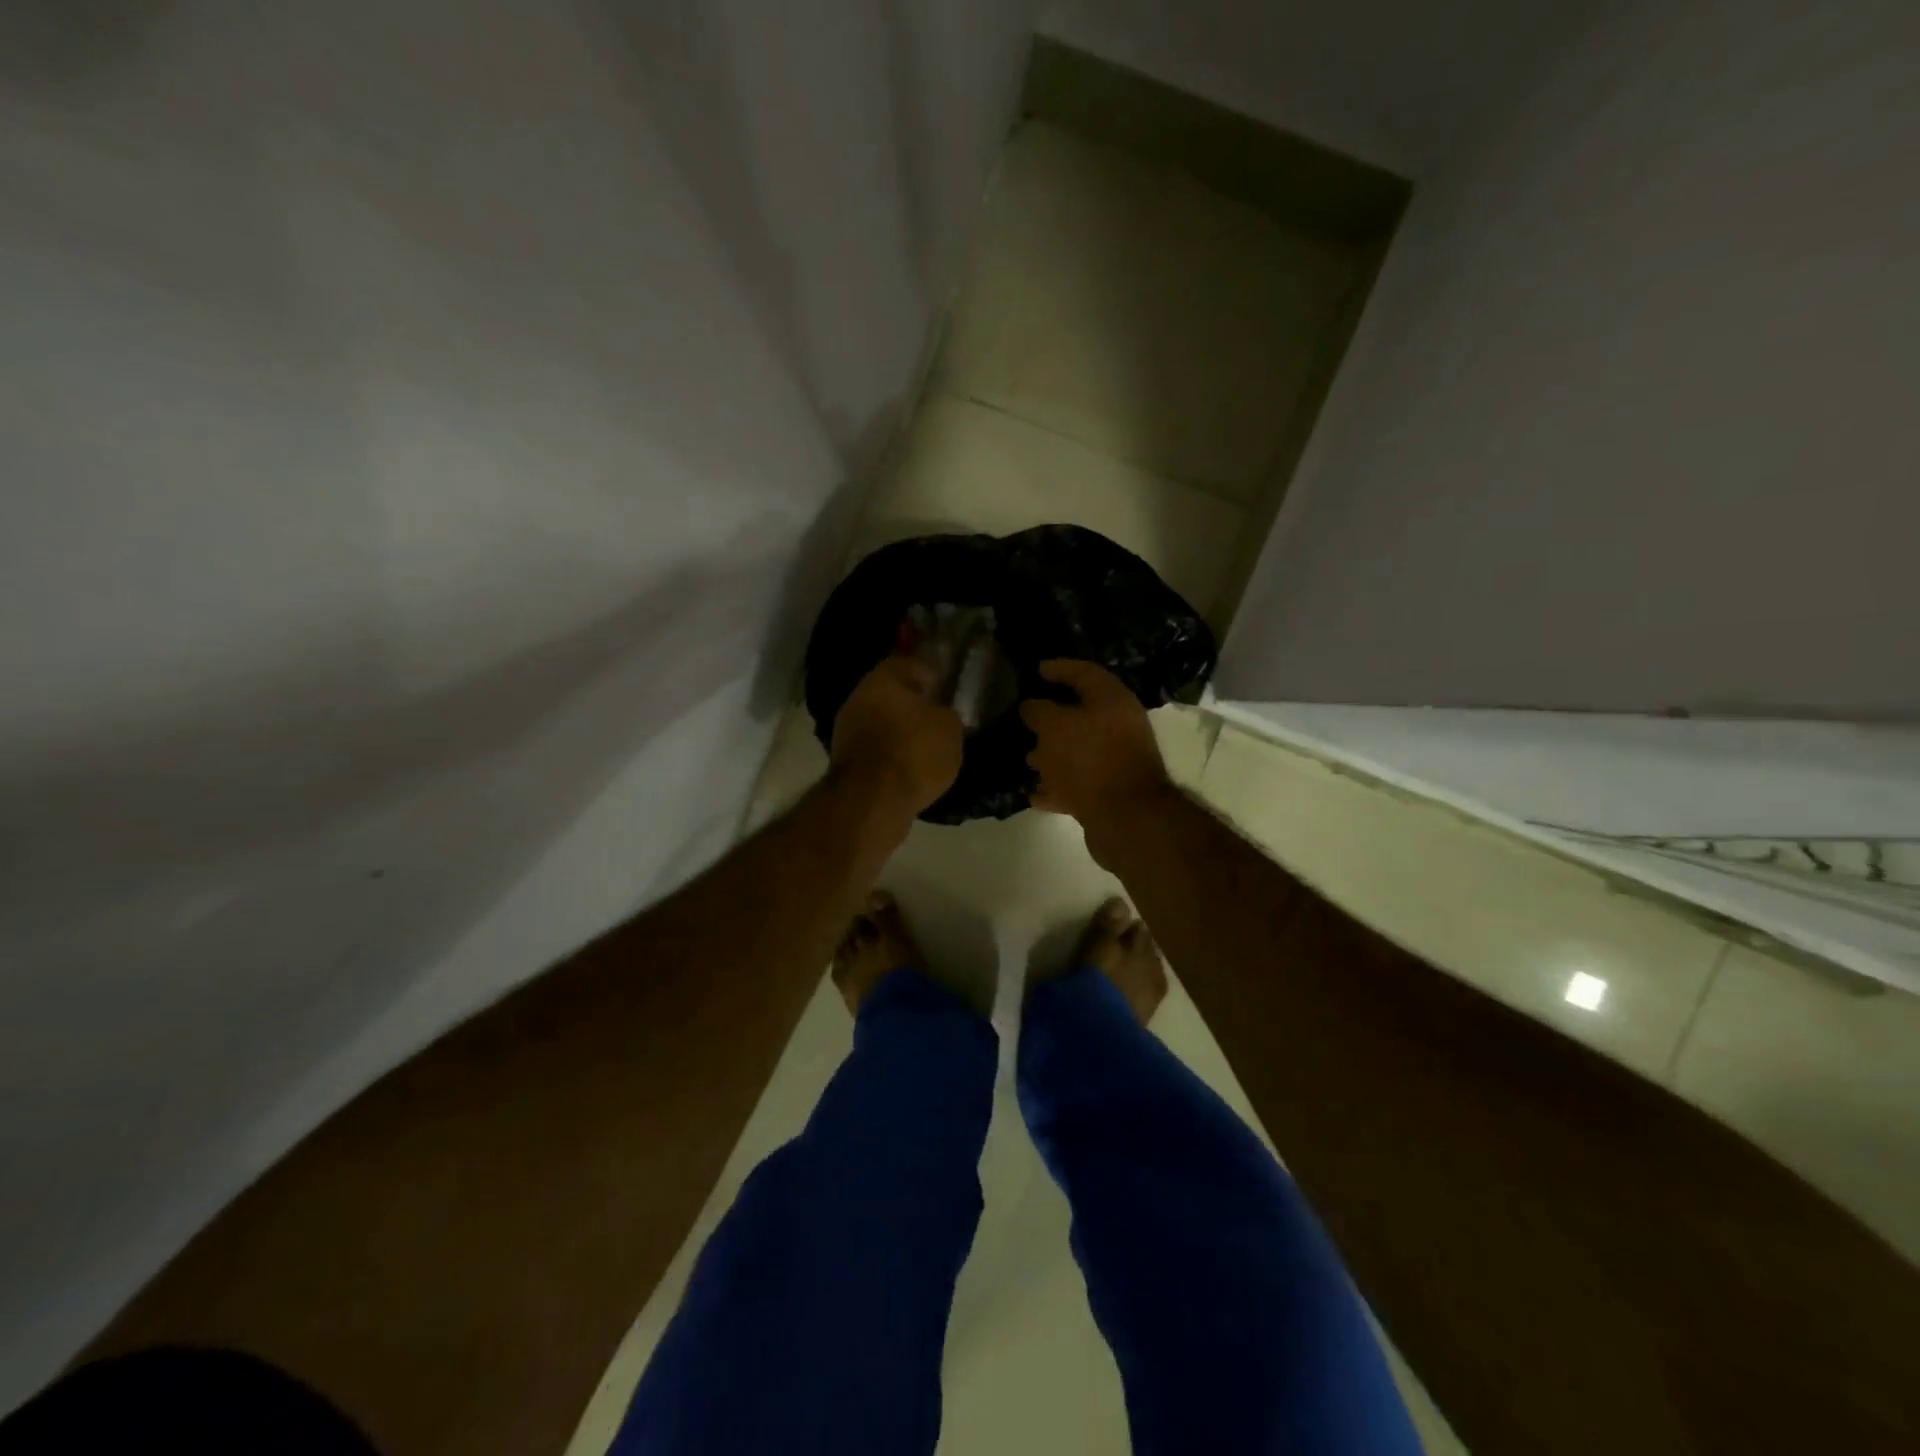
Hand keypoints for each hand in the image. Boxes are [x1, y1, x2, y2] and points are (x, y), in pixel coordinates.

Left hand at [830, 651, 963, 822]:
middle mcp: (860, 695)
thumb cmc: (915, 752)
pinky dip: (889, 751)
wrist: (871, 799)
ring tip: (924, 746)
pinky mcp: (844, 757)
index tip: (945, 691)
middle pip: (891, 693)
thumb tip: (940, 714)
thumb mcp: (950, 729)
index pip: (910, 664)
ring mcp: (847, 727)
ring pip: (880, 719)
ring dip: (899, 729)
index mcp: (885, 677)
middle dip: (912, 704)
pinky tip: (907, 765)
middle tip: (935, 719)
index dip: (931, 676)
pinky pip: (874, 746)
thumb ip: (946, 714)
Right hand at [1019, 659, 1171, 838]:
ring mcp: (1115, 761)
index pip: (1084, 673)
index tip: (1036, 670)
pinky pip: (1077, 783)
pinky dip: (1057, 786)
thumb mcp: (1055, 726)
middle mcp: (1118, 727)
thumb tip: (1031, 706)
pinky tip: (1035, 793)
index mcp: (1112, 701)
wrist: (1125, 817)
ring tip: (1028, 760)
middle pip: (1081, 715)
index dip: (1059, 668)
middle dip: (1051, 719)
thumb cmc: (1089, 759)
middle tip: (1026, 720)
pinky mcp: (1109, 792)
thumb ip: (1039, 711)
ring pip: (1078, 751)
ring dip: (1052, 755)